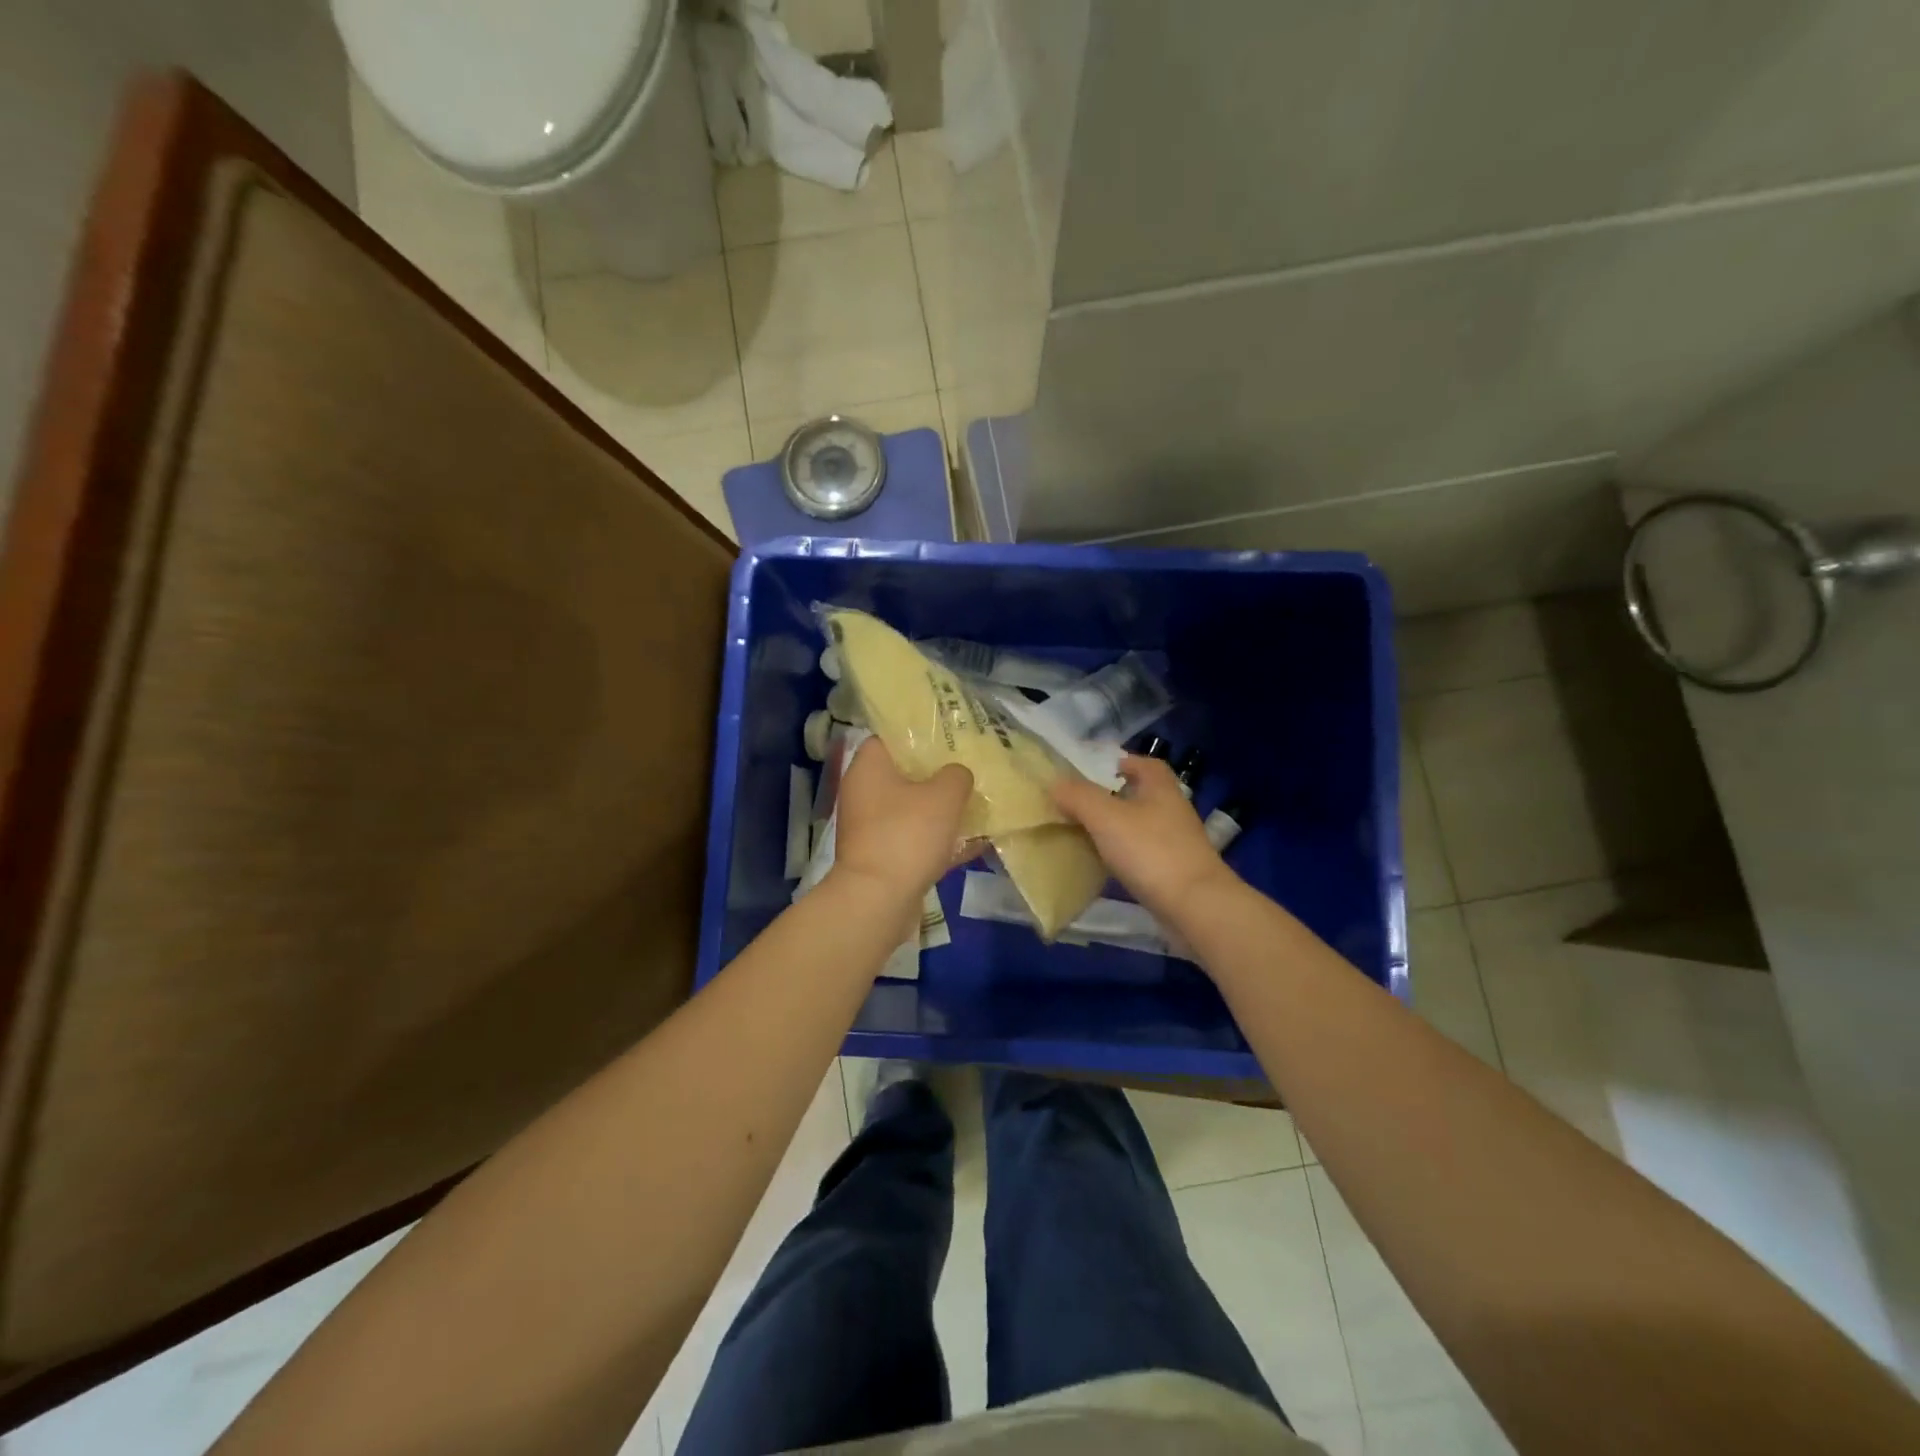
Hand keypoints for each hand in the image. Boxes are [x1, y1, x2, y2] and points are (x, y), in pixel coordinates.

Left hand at [831, 738, 973, 898]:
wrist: (878, 900)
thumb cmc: (907, 835)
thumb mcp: (944, 796)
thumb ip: (956, 776)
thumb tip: (957, 775)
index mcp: (868, 767)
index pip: (889, 737)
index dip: (918, 735)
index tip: (948, 739)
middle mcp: (862, 793)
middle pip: (902, 774)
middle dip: (935, 775)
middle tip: (967, 772)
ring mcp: (868, 827)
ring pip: (910, 809)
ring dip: (938, 810)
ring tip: (974, 807)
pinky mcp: (879, 856)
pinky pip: (912, 839)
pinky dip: (936, 841)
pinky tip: (970, 845)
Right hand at [1049, 754, 1237, 919]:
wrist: (1195, 907)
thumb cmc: (1150, 851)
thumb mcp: (1105, 817)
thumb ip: (1078, 796)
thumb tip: (1055, 783)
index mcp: (1161, 788)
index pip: (1145, 763)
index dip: (1121, 762)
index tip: (1094, 771)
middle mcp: (1173, 810)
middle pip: (1142, 795)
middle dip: (1113, 797)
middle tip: (1080, 804)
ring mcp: (1177, 843)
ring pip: (1141, 826)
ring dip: (1117, 828)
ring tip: (1086, 834)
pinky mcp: (1175, 872)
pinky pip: (1144, 855)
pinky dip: (1124, 856)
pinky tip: (1105, 865)